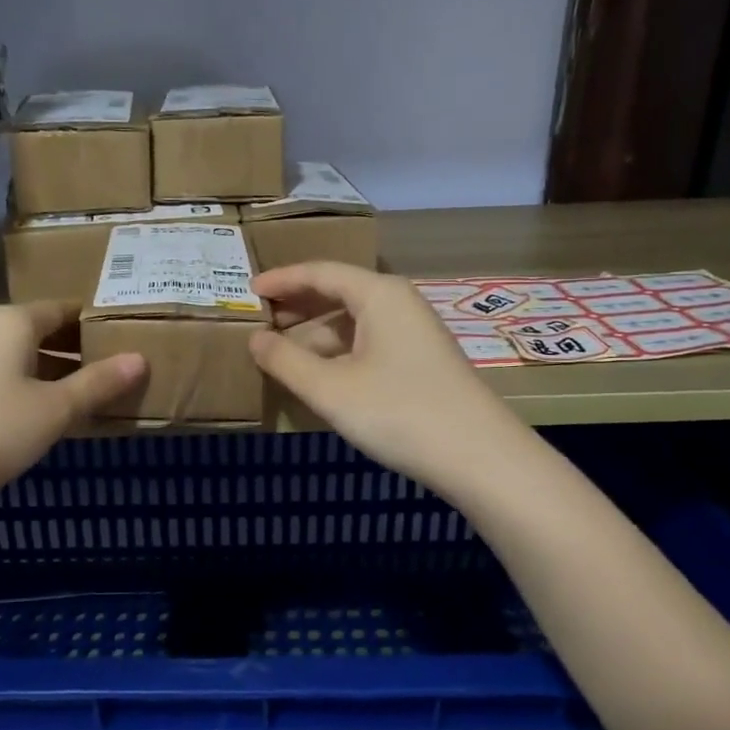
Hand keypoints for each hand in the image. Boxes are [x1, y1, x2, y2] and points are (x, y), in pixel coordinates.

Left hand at [0, 302, 145, 514]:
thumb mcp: (55, 409)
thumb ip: (99, 382)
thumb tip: (141, 359)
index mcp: (13, 321)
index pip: (66, 308)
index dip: (100, 322)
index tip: (133, 338)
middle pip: (46, 331)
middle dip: (83, 350)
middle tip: (123, 370)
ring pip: (26, 358)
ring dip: (60, 374)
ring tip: (98, 396)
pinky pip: (7, 379)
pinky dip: (34, 390)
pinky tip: (53, 417)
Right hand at [250, 262, 522, 498]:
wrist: (480, 458)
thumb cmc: (398, 412)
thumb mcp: (329, 388)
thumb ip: (285, 360)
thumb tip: (254, 339)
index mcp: (378, 294)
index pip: (320, 272)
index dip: (281, 279)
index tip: (249, 290)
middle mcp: (398, 303)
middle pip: (338, 292)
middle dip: (297, 305)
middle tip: (258, 319)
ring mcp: (413, 332)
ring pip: (353, 322)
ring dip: (315, 334)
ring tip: (279, 352)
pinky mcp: (421, 361)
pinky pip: (368, 343)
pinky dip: (337, 352)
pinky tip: (319, 375)